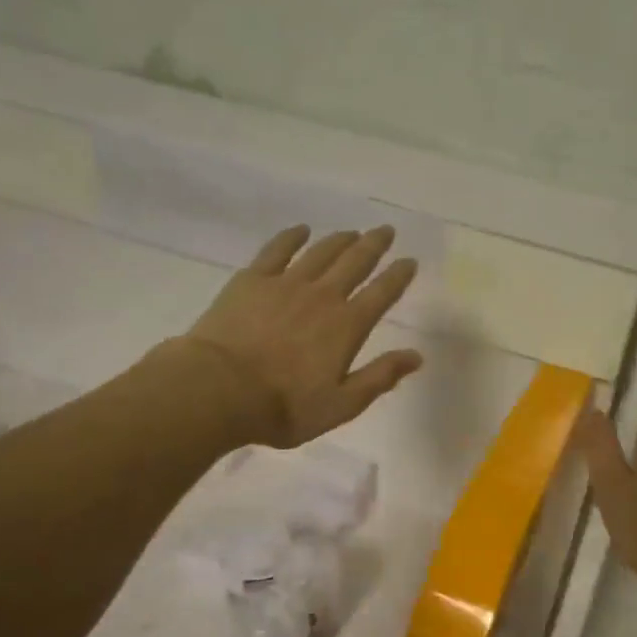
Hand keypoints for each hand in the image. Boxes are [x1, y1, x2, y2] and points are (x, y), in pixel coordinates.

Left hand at [181, 225, 422, 446]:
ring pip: (320, 252)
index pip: (381, 294)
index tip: (410, 261)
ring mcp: (285, 284)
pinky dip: (292, 237)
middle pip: (354, 262)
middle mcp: (322, 296)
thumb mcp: (342, 404)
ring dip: (340, 240)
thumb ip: (380, 377)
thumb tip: (416, 356)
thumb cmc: (285, 406)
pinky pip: (277, 250)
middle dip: (373, 245)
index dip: (398, 276)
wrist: (220, 389)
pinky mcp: (252, 280)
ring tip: (352, 232)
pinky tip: (300, 230)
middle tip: (386, 230)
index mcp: (347, 326)